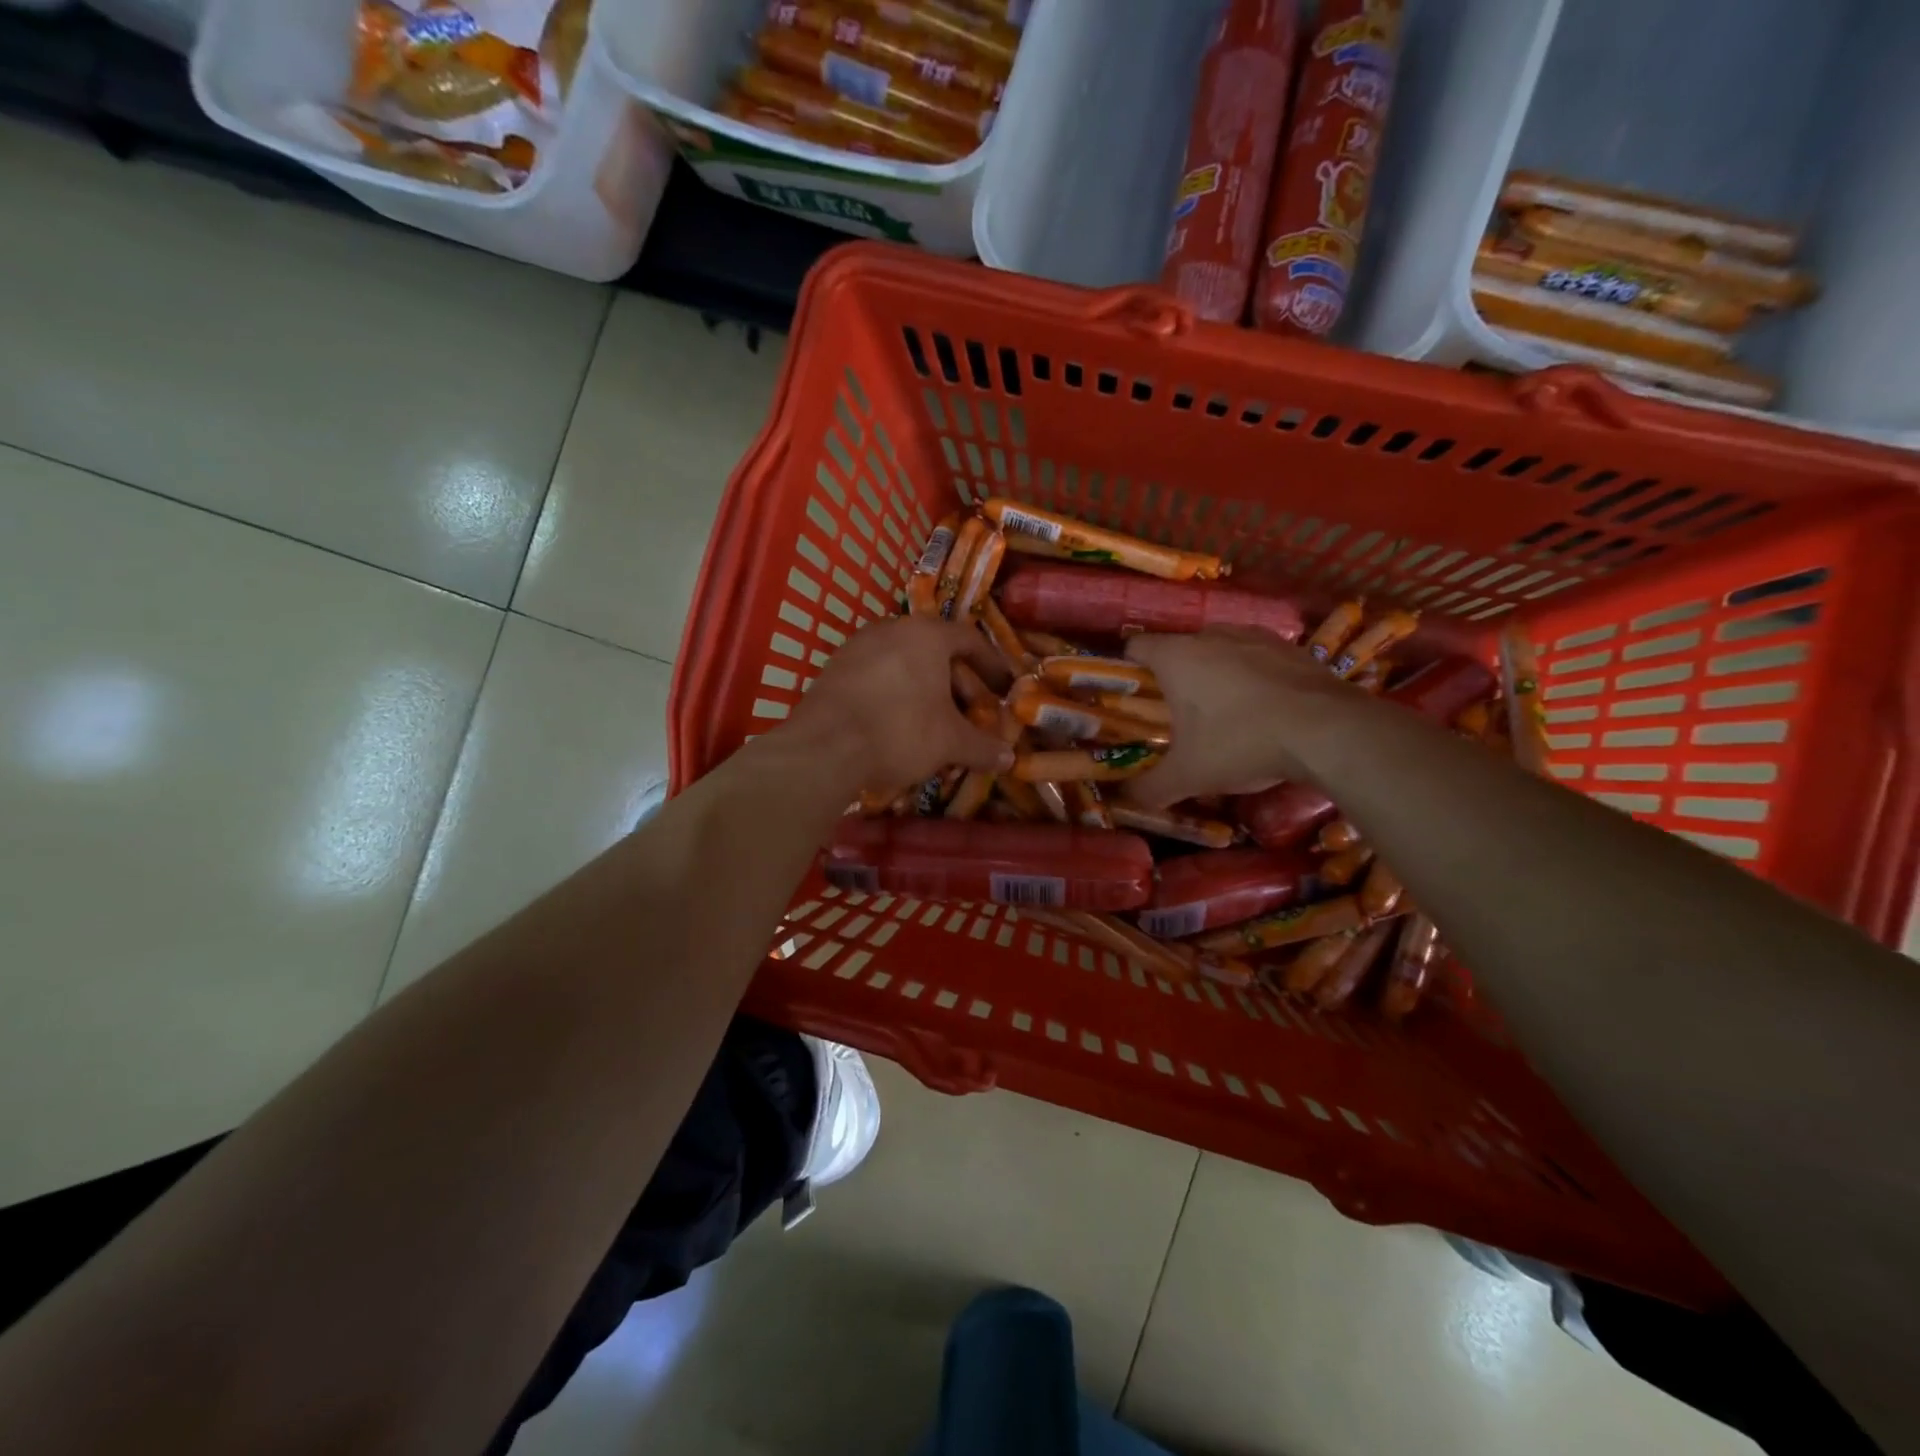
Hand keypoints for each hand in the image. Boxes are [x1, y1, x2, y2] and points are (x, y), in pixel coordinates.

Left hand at [786, 616, 1011, 795]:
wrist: (824, 748)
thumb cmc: (900, 731)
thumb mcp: (950, 742)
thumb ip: (982, 746)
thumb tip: (1009, 758)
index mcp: (926, 634)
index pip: (969, 639)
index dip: (991, 664)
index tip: (1003, 687)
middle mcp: (891, 629)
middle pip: (935, 650)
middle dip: (958, 683)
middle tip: (971, 712)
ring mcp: (857, 647)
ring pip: (904, 663)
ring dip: (926, 689)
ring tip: (936, 722)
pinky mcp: (833, 670)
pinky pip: (877, 676)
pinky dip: (895, 694)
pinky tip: (898, 724)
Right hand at [1123, 630, 1342, 807]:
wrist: (1328, 731)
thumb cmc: (1240, 743)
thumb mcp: (1188, 776)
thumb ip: (1150, 788)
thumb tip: (1126, 799)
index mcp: (1176, 657)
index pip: (1135, 647)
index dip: (1128, 669)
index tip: (1132, 698)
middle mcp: (1211, 635)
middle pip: (1178, 649)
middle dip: (1173, 677)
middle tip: (1176, 715)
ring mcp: (1254, 636)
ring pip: (1219, 649)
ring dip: (1214, 673)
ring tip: (1222, 711)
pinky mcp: (1290, 647)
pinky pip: (1256, 657)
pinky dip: (1252, 676)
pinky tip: (1263, 708)